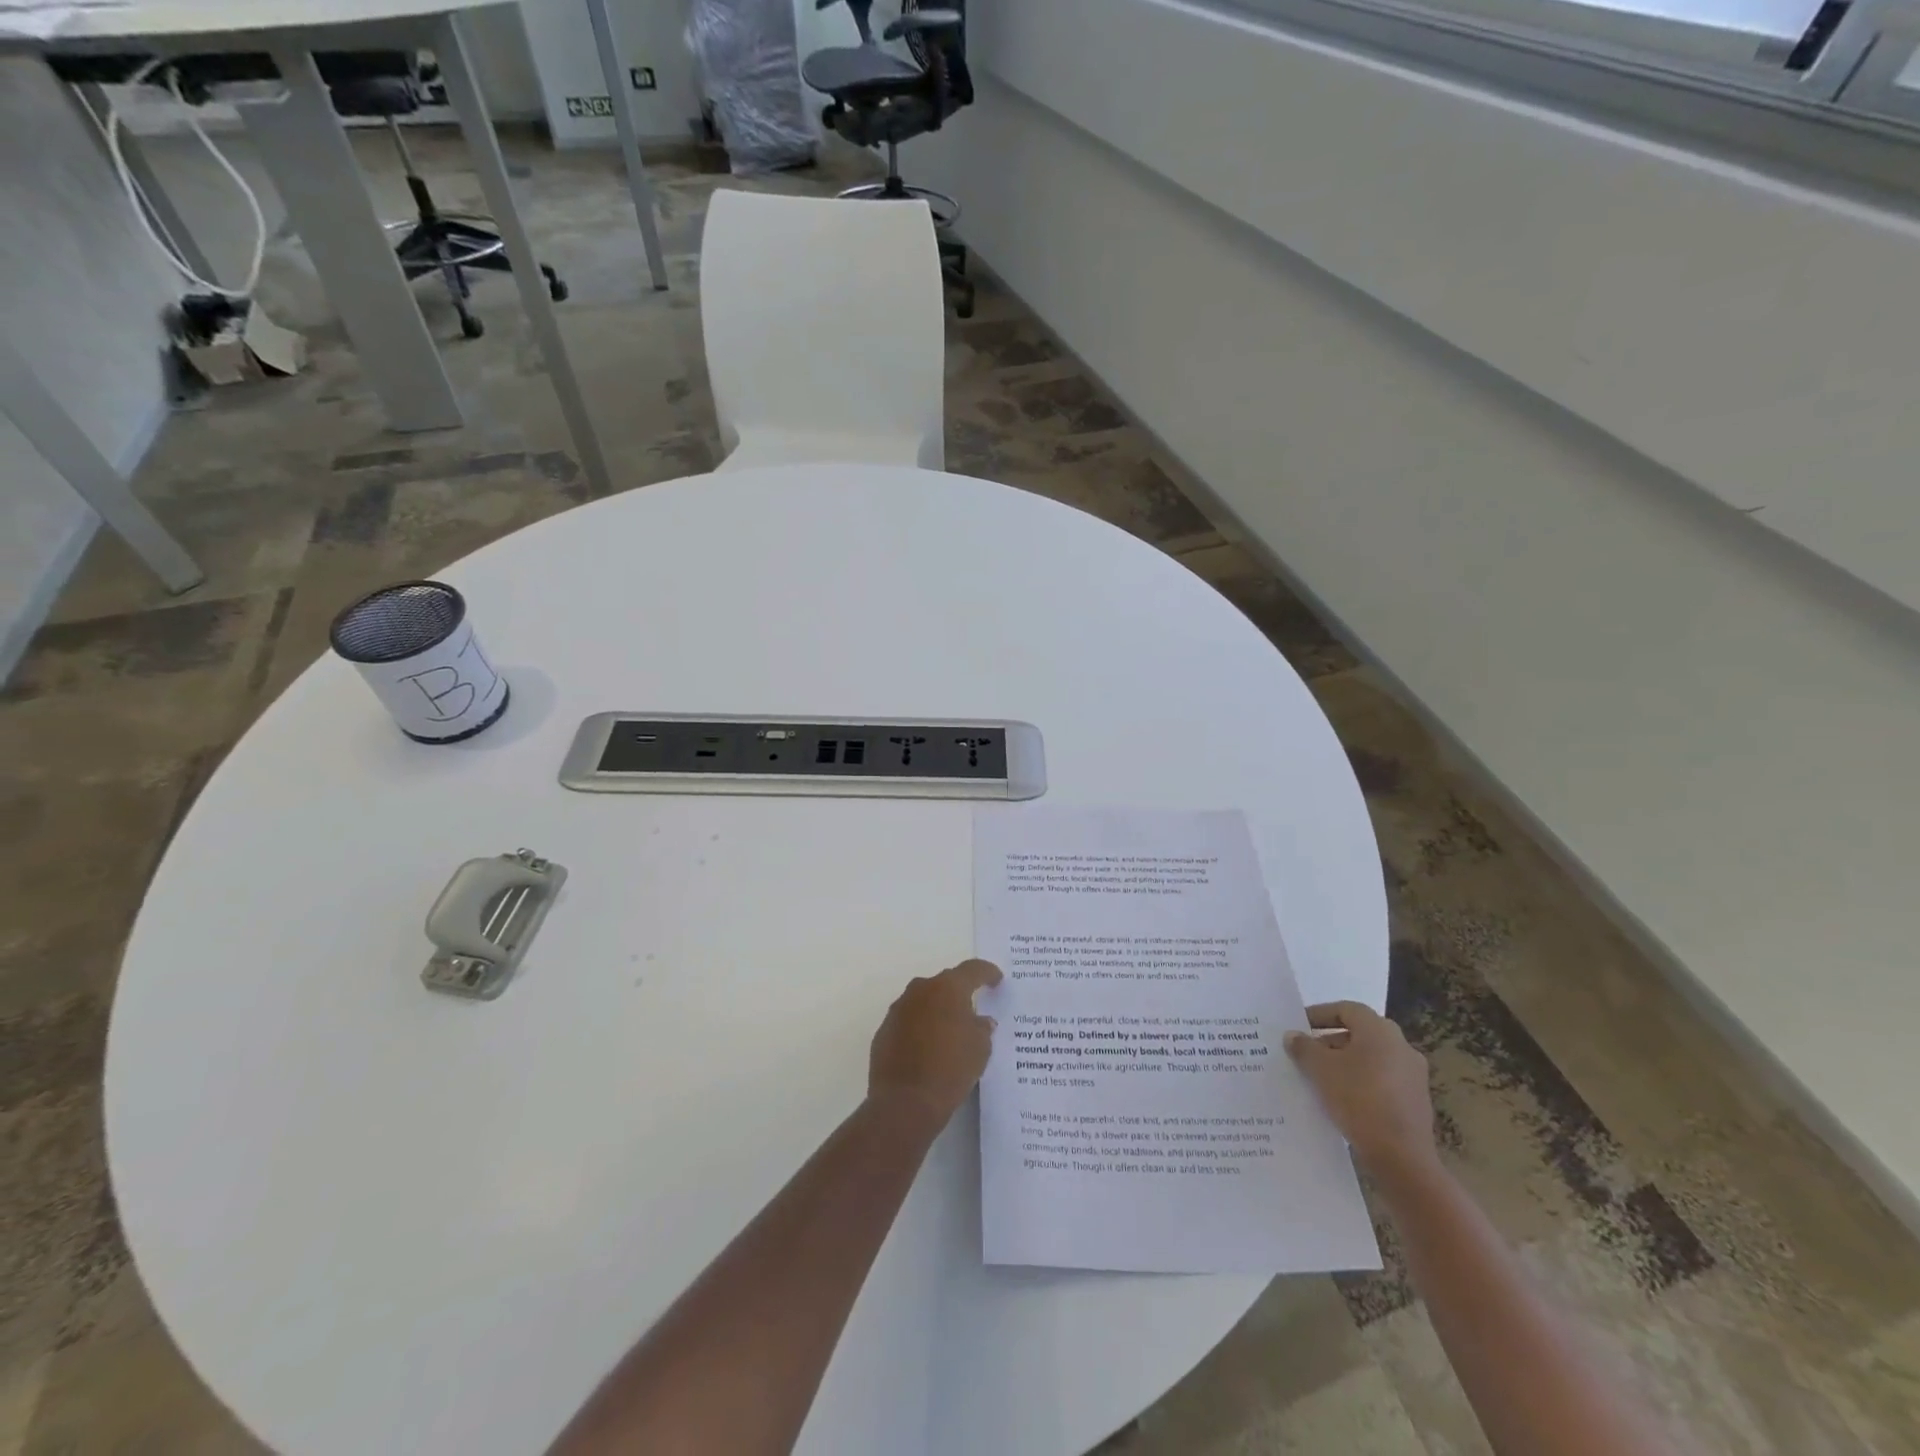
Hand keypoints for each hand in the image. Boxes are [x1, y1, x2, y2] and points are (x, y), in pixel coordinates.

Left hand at [868, 959, 1001, 1127]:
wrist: (905, 1102)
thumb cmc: (951, 1069)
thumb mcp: (981, 1048)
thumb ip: (982, 1027)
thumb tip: (980, 1021)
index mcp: (948, 988)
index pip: (972, 970)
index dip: (987, 972)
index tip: (997, 979)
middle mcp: (921, 990)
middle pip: (945, 983)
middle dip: (960, 993)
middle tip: (973, 1009)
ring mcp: (898, 1009)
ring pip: (924, 1001)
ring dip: (937, 1010)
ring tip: (950, 1031)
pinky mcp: (884, 1030)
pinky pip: (908, 1021)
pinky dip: (920, 1028)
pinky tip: (928, 1049)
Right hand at [1285, 1002, 1437, 1180]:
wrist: (1401, 1156)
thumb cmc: (1358, 1098)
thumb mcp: (1320, 1069)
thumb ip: (1304, 1047)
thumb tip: (1293, 1036)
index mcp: (1380, 1030)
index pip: (1346, 1009)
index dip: (1320, 1014)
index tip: (1299, 1025)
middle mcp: (1401, 1046)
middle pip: (1360, 1033)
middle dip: (1330, 1041)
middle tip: (1306, 1052)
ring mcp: (1413, 1075)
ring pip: (1371, 1058)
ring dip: (1345, 1062)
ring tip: (1320, 1077)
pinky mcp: (1416, 1101)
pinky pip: (1382, 1080)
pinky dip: (1361, 1081)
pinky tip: (1343, 1098)